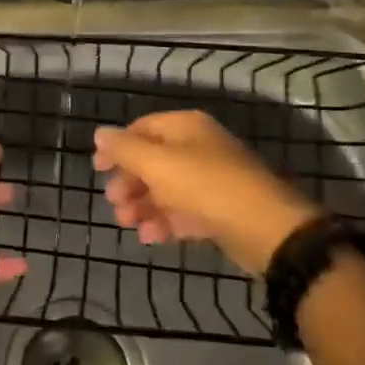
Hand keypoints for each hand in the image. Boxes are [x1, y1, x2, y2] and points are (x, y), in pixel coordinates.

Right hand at [93, 111, 319, 273]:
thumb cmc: (205, 186)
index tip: (97, 169)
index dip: (117, 146)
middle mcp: (199, 148)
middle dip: (130, 181)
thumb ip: (125, 149)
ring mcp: (212, 180)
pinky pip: (185, 212)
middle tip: (113, 202)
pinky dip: (166, 222)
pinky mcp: (221, 211)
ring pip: (168, 189)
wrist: (267, 229)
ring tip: (127, 224)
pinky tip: (150, 237)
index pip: (142, 128)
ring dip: (144, 205)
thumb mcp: (157, 164)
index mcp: (186, 127)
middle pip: (154, 160)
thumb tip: (100, 134)